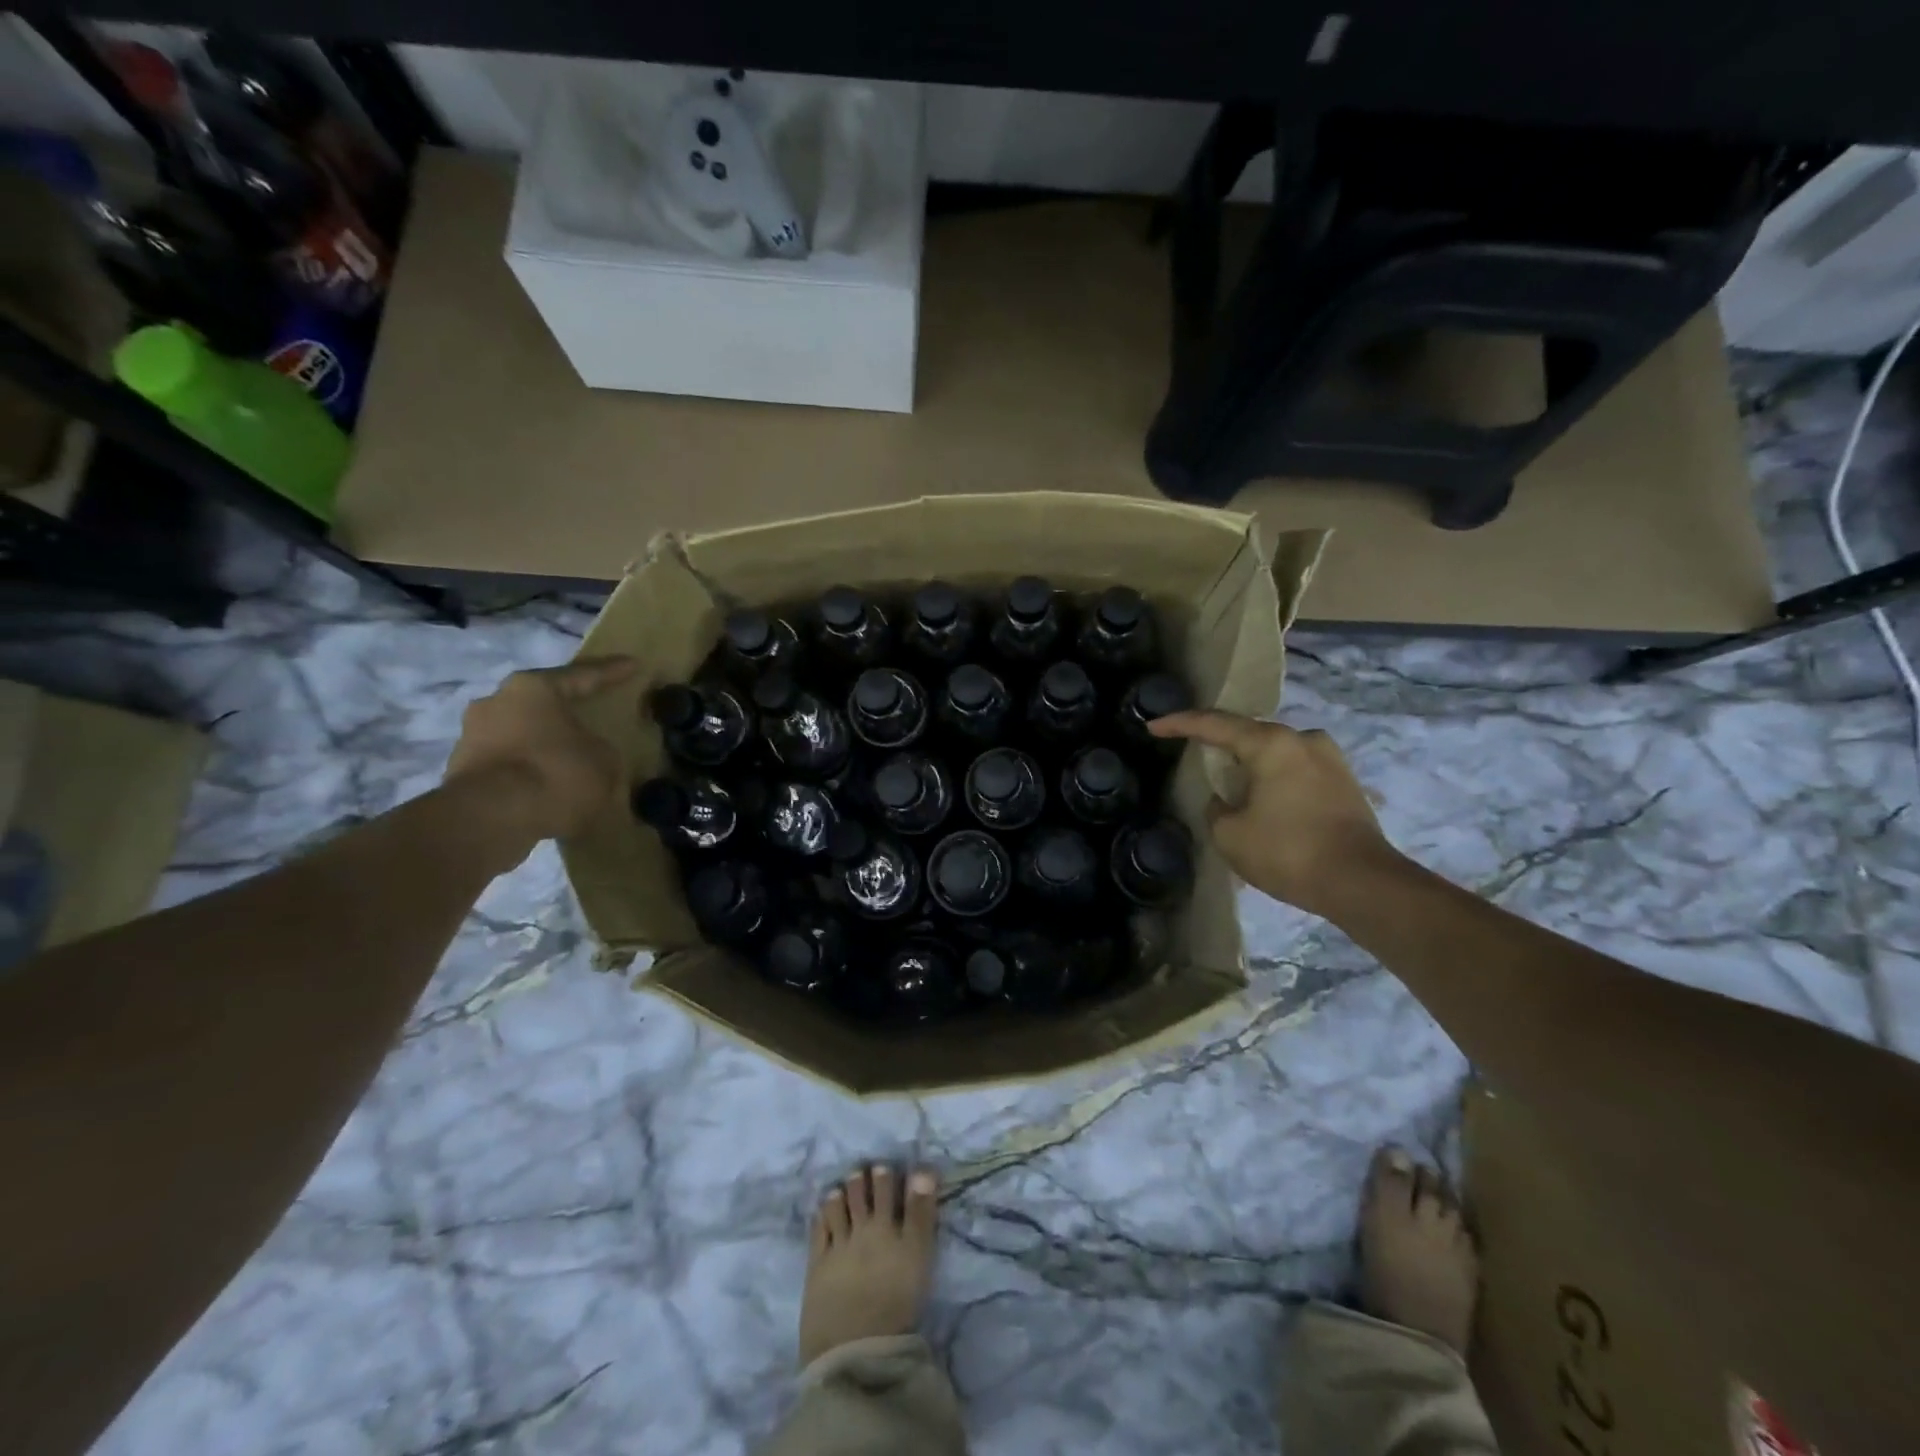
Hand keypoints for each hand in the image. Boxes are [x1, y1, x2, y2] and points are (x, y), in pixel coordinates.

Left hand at [444, 657, 639, 849]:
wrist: (490, 819)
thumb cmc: (555, 774)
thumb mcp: (604, 760)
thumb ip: (601, 748)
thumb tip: (593, 753)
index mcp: (533, 688)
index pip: (582, 675)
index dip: (611, 672)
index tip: (633, 664)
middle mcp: (496, 701)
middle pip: (542, 703)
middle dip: (567, 711)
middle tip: (592, 716)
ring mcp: (472, 736)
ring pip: (522, 733)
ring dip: (545, 744)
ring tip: (571, 760)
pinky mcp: (461, 770)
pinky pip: (508, 763)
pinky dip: (529, 771)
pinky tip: (549, 786)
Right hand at [1147, 709, 1403, 920]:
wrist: (1362, 883)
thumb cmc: (1288, 852)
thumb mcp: (1229, 834)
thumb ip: (1216, 808)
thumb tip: (1226, 801)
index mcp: (1271, 743)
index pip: (1214, 724)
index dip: (1179, 724)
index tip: (1153, 726)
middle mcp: (1303, 739)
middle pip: (1248, 734)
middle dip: (1219, 744)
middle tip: (1192, 753)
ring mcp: (1330, 759)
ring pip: (1275, 752)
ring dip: (1250, 764)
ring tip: (1230, 783)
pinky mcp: (1345, 782)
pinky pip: (1296, 770)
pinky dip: (1274, 779)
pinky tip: (1264, 799)